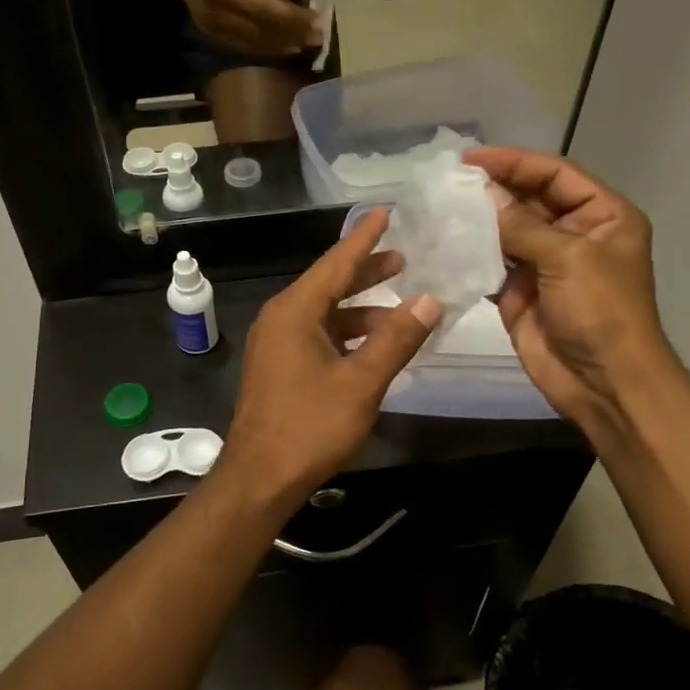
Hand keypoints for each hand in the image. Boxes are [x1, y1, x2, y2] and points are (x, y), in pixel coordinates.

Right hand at [158, 0, 319, 56]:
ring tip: (311, 40)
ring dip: (286, 38)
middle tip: (319, 26)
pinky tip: (291, 47)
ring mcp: (213, 14)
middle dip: (292, 19)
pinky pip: (246, 45)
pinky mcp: (212, 32)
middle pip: (259, 7)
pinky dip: (271, 48)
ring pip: (254, 32)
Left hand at [220, 210, 443, 504]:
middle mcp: (281, 319)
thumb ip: (396, 339)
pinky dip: (346, 334)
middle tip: (403, 259)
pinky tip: (373, 345)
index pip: (335, 263)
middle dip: (365, 272)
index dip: (363, 238)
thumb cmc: (309, 426)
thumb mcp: (361, 382)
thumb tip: (430, 300)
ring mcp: (276, 344)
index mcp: (295, 311)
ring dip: (360, 309)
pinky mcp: (278, 367)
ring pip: (324, 313)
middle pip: (328, 284)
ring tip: (399, 308)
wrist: (260, 477)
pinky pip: (317, 336)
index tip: (385, 212)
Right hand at [465, 147, 670, 431]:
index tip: (472, 158)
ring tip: (439, 205)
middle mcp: (573, 233)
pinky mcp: (519, 291)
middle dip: (492, 189)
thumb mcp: (568, 258)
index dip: (515, 162)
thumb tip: (483, 193)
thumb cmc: (601, 311)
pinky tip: (443, 242)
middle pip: (528, 198)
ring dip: (477, 219)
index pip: (555, 174)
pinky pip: (491, 263)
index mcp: (601, 215)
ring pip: (506, 230)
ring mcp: (544, 263)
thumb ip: (523, 225)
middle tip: (447, 181)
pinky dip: (470, 253)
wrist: (603, 381)